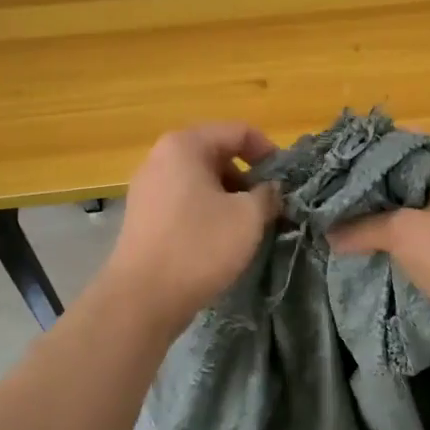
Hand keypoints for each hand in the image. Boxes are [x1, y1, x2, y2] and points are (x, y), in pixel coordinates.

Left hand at [101, 122, 281, 332]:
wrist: (143, 298)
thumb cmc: (199, 247)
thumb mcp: (248, 217)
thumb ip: (268, 194)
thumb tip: (271, 189)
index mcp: (185, 145)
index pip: (239, 131)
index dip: (269, 152)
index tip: (286, 181)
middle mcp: (161, 157)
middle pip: (218, 153)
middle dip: (248, 177)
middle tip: (270, 206)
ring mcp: (148, 187)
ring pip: (202, 180)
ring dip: (230, 197)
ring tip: (249, 226)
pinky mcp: (144, 215)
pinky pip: (185, 201)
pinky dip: (208, 211)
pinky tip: (221, 239)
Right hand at [327, 143, 429, 357]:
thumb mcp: (402, 232)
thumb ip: (362, 227)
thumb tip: (328, 234)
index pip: (414, 141)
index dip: (381, 142)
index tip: (347, 150)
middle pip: (407, 177)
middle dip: (373, 183)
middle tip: (336, 183)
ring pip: (408, 211)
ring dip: (379, 216)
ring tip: (341, 213)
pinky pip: (412, 239)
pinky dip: (389, 241)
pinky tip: (360, 244)